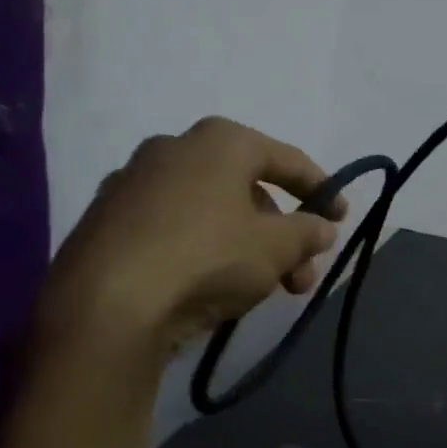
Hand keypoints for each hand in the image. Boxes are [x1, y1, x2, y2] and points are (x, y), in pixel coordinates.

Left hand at [37, 118, 343, 359]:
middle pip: (249, 190)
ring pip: (213, 212)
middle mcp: (174, 149)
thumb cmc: (209, 258)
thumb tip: (322, 228)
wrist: (105, 305)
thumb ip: (308, 233)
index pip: (287, 159)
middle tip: (301, 273)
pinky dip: (206, 250)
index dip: (322, 189)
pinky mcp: (107, 221)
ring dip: (249, 247)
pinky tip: (216, 286)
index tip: (341, 217)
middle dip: (283, 234)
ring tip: (265, 289)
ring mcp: (133, 184)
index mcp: (220, 141)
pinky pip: (177, 229)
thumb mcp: (277, 248)